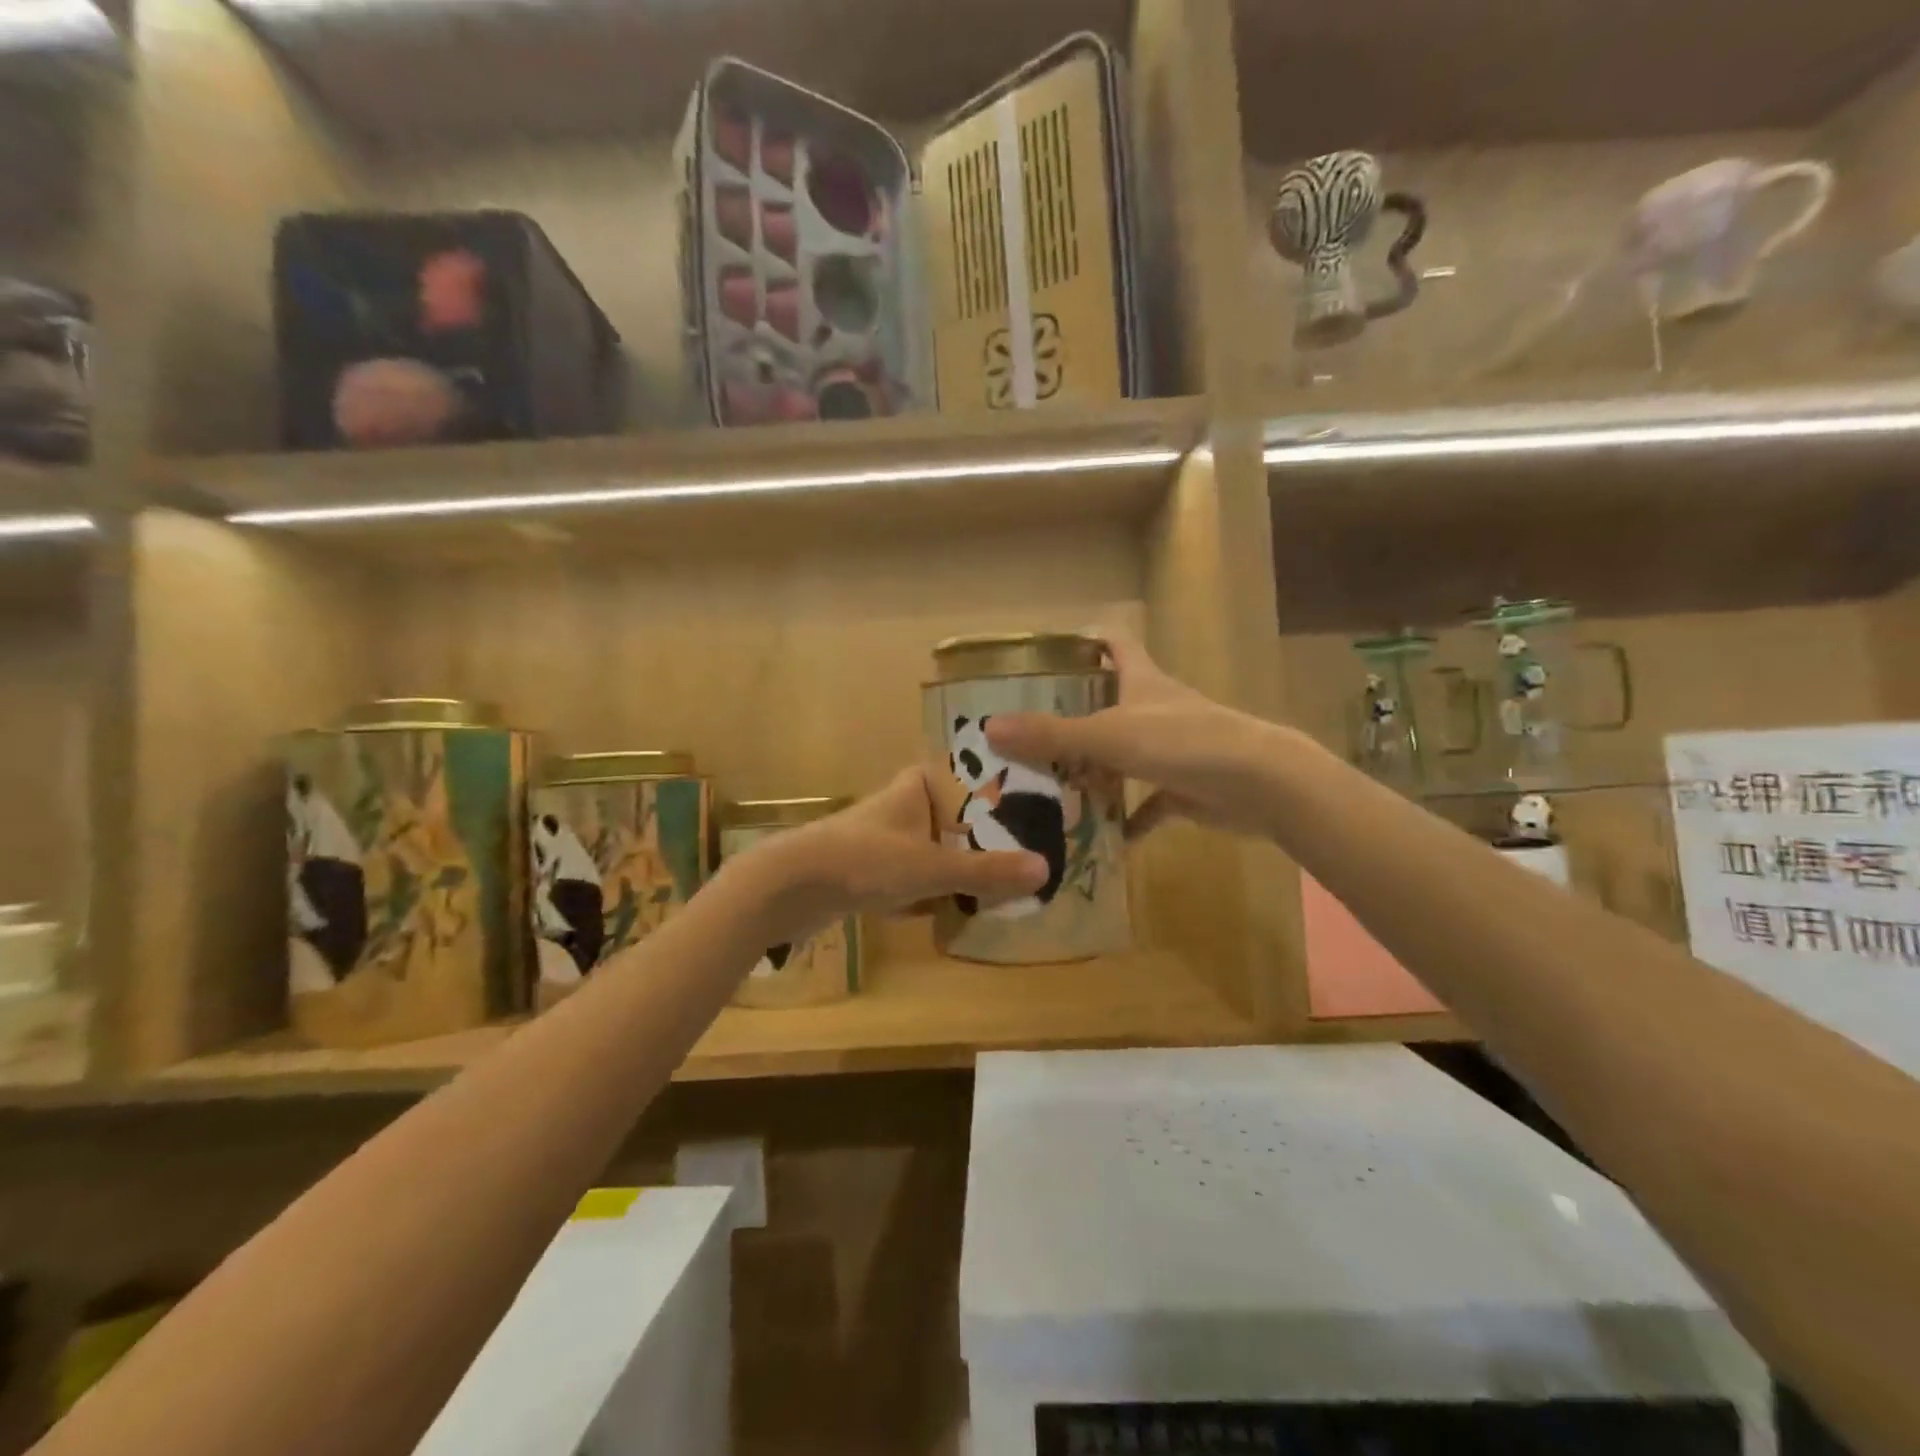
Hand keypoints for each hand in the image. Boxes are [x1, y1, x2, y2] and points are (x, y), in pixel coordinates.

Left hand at [742, 767, 1048, 947]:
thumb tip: (1046, 870)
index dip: (999, 788)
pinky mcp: (871, 871)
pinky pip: (917, 876)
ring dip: (963, 865)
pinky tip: (962, 908)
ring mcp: (886, 839)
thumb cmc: (865, 860)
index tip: (1036, 806)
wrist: (790, 887)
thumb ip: (986, 871)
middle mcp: (903, 806)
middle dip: (987, 837)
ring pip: (937, 848)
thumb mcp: (931, 866)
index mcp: (918, 787)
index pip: (968, 776)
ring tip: (1007, 883)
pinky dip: (936, 889)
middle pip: (957, 817)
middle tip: (1031, 853)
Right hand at [984, 632, 1280, 839]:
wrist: (1261, 784)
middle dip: (1073, 717)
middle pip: (1110, 703)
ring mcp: (1173, 749)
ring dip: (1094, 772)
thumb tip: (990, 727)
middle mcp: (1157, 709)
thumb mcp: (1110, 736)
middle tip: (1027, 734)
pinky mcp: (1185, 787)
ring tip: (1049, 787)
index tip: (1047, 654)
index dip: (1085, 641)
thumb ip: (1052, 734)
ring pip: (1124, 756)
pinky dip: (1126, 819)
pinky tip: (1100, 838)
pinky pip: (1146, 803)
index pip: (1114, 644)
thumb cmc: (1183, 742)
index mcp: (1142, 681)